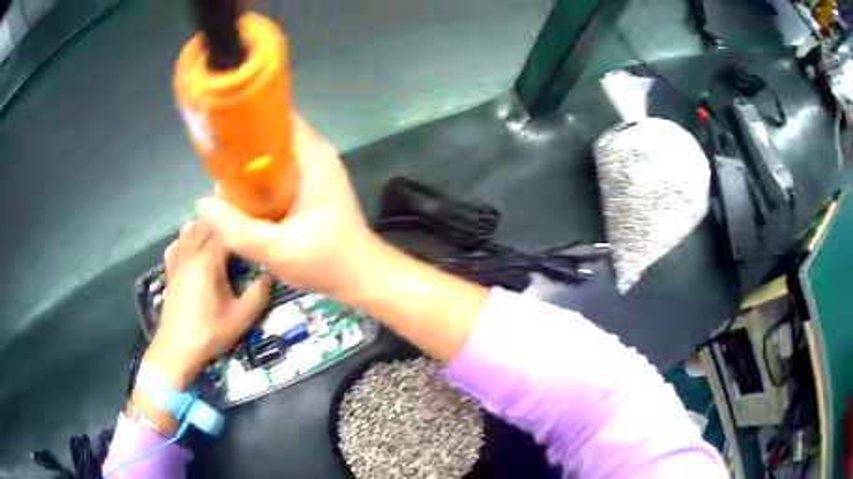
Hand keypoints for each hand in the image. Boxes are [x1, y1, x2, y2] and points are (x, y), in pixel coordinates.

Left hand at [144, 220, 269, 389]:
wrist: (177, 348)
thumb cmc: (210, 333)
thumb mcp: (242, 318)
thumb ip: (259, 293)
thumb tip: (268, 273)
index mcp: (208, 259)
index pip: (227, 228)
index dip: (243, 225)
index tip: (257, 229)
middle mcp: (191, 251)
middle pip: (208, 222)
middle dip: (226, 222)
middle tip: (244, 231)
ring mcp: (178, 258)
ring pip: (191, 228)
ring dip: (207, 227)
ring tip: (222, 237)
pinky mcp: (170, 268)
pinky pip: (178, 242)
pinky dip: (188, 239)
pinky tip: (196, 250)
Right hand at [197, 114, 380, 298]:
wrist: (362, 277)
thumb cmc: (327, 261)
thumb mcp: (277, 249)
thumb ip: (238, 229)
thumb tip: (202, 204)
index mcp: (314, 156)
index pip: (278, 117)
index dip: (248, 121)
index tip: (220, 135)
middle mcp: (315, 155)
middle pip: (271, 137)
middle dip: (242, 150)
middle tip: (216, 170)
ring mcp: (314, 171)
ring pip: (272, 157)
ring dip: (249, 169)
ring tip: (224, 186)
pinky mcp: (310, 187)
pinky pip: (278, 174)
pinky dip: (260, 183)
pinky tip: (243, 201)